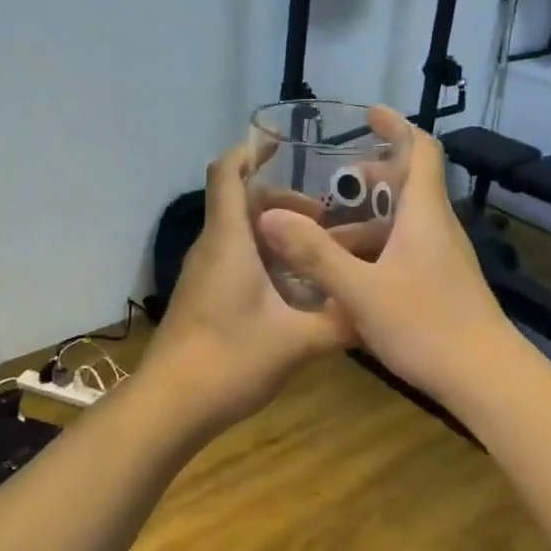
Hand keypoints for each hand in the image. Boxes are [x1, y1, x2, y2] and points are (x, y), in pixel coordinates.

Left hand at [138, 140, 355, 430]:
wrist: (171, 405)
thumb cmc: (230, 359)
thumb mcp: (297, 341)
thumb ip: (340, 323)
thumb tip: (378, 310)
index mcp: (229, 241)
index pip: (227, 173)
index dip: (250, 151)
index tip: (282, 145)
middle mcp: (213, 249)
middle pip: (242, 204)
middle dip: (284, 203)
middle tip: (326, 220)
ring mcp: (205, 275)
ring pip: (241, 237)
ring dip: (277, 236)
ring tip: (319, 254)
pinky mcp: (205, 299)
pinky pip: (236, 263)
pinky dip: (266, 262)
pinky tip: (298, 292)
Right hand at [256, 108, 514, 401]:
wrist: (484, 377)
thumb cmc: (425, 326)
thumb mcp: (360, 291)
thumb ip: (315, 254)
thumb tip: (270, 218)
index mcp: (424, 214)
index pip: (421, 150)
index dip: (396, 126)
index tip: (367, 115)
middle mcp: (437, 228)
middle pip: (407, 186)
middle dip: (368, 180)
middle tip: (330, 187)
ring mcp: (443, 258)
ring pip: (402, 224)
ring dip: (364, 224)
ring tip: (321, 242)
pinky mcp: (442, 284)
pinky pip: (405, 252)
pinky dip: (375, 251)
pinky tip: (346, 280)